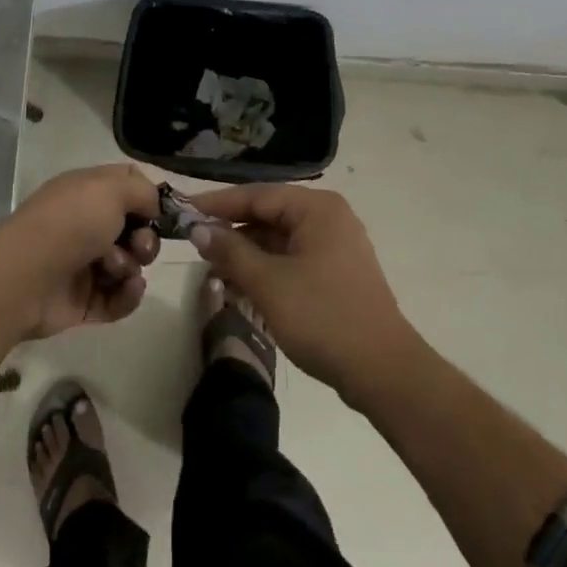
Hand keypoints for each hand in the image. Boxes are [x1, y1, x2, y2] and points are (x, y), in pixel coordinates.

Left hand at [0, 165, 162, 339]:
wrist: (25, 276)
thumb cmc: (71, 222)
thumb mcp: (112, 189)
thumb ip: (143, 191)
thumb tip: (154, 206)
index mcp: (87, 192)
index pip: (127, 187)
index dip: (149, 198)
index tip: (164, 213)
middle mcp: (85, 225)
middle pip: (134, 230)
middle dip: (145, 239)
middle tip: (139, 246)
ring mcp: (83, 264)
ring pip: (129, 265)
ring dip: (132, 266)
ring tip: (116, 270)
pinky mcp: (83, 302)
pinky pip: (118, 298)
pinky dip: (128, 295)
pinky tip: (129, 289)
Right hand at [188, 185, 416, 401]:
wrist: (382, 371)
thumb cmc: (322, 318)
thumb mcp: (268, 283)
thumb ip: (230, 251)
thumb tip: (198, 229)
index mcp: (317, 209)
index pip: (257, 195)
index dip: (218, 204)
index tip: (184, 211)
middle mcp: (329, 218)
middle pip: (269, 215)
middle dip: (232, 231)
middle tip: (194, 244)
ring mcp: (336, 246)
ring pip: (279, 239)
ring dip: (247, 253)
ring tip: (213, 269)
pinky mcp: (336, 273)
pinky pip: (292, 259)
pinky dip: (267, 269)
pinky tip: (241, 285)